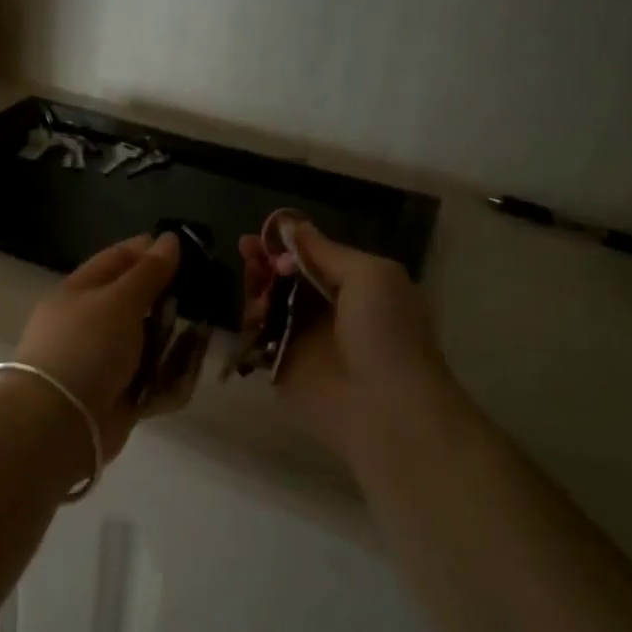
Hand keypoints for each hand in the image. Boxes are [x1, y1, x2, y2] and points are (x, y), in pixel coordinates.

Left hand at [10, 232, 181, 456]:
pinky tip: (187, 375)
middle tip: (204, 296)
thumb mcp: (119, 301)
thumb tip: (169, 239)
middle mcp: (90, 323)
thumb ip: (148, 272)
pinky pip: (151, 381)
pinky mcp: (117, 396)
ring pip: (148, 343)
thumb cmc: (86, 347)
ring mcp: (103, 362)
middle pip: (137, 303)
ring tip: (201, 338)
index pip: (118, 260)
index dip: (151, 251)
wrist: (57, 422)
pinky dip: (169, 380)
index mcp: (80, 292)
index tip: (189, 249)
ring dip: (174, 343)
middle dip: (170, 301)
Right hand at [237, 220, 457, 454]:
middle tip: (246, 251)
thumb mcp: (369, 275)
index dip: (288, 244)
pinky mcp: (281, 367)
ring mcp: (302, 340)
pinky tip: (253, 314)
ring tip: (253, 282)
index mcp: (356, 287)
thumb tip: (292, 225)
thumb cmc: (386, 332)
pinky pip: (258, 337)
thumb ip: (326, 251)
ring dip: (256, 288)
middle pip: (284, 279)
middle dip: (265, 262)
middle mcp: (327, 311)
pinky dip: (251, 323)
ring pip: (268, 305)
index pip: (313, 258)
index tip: (263, 233)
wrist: (385, 406)